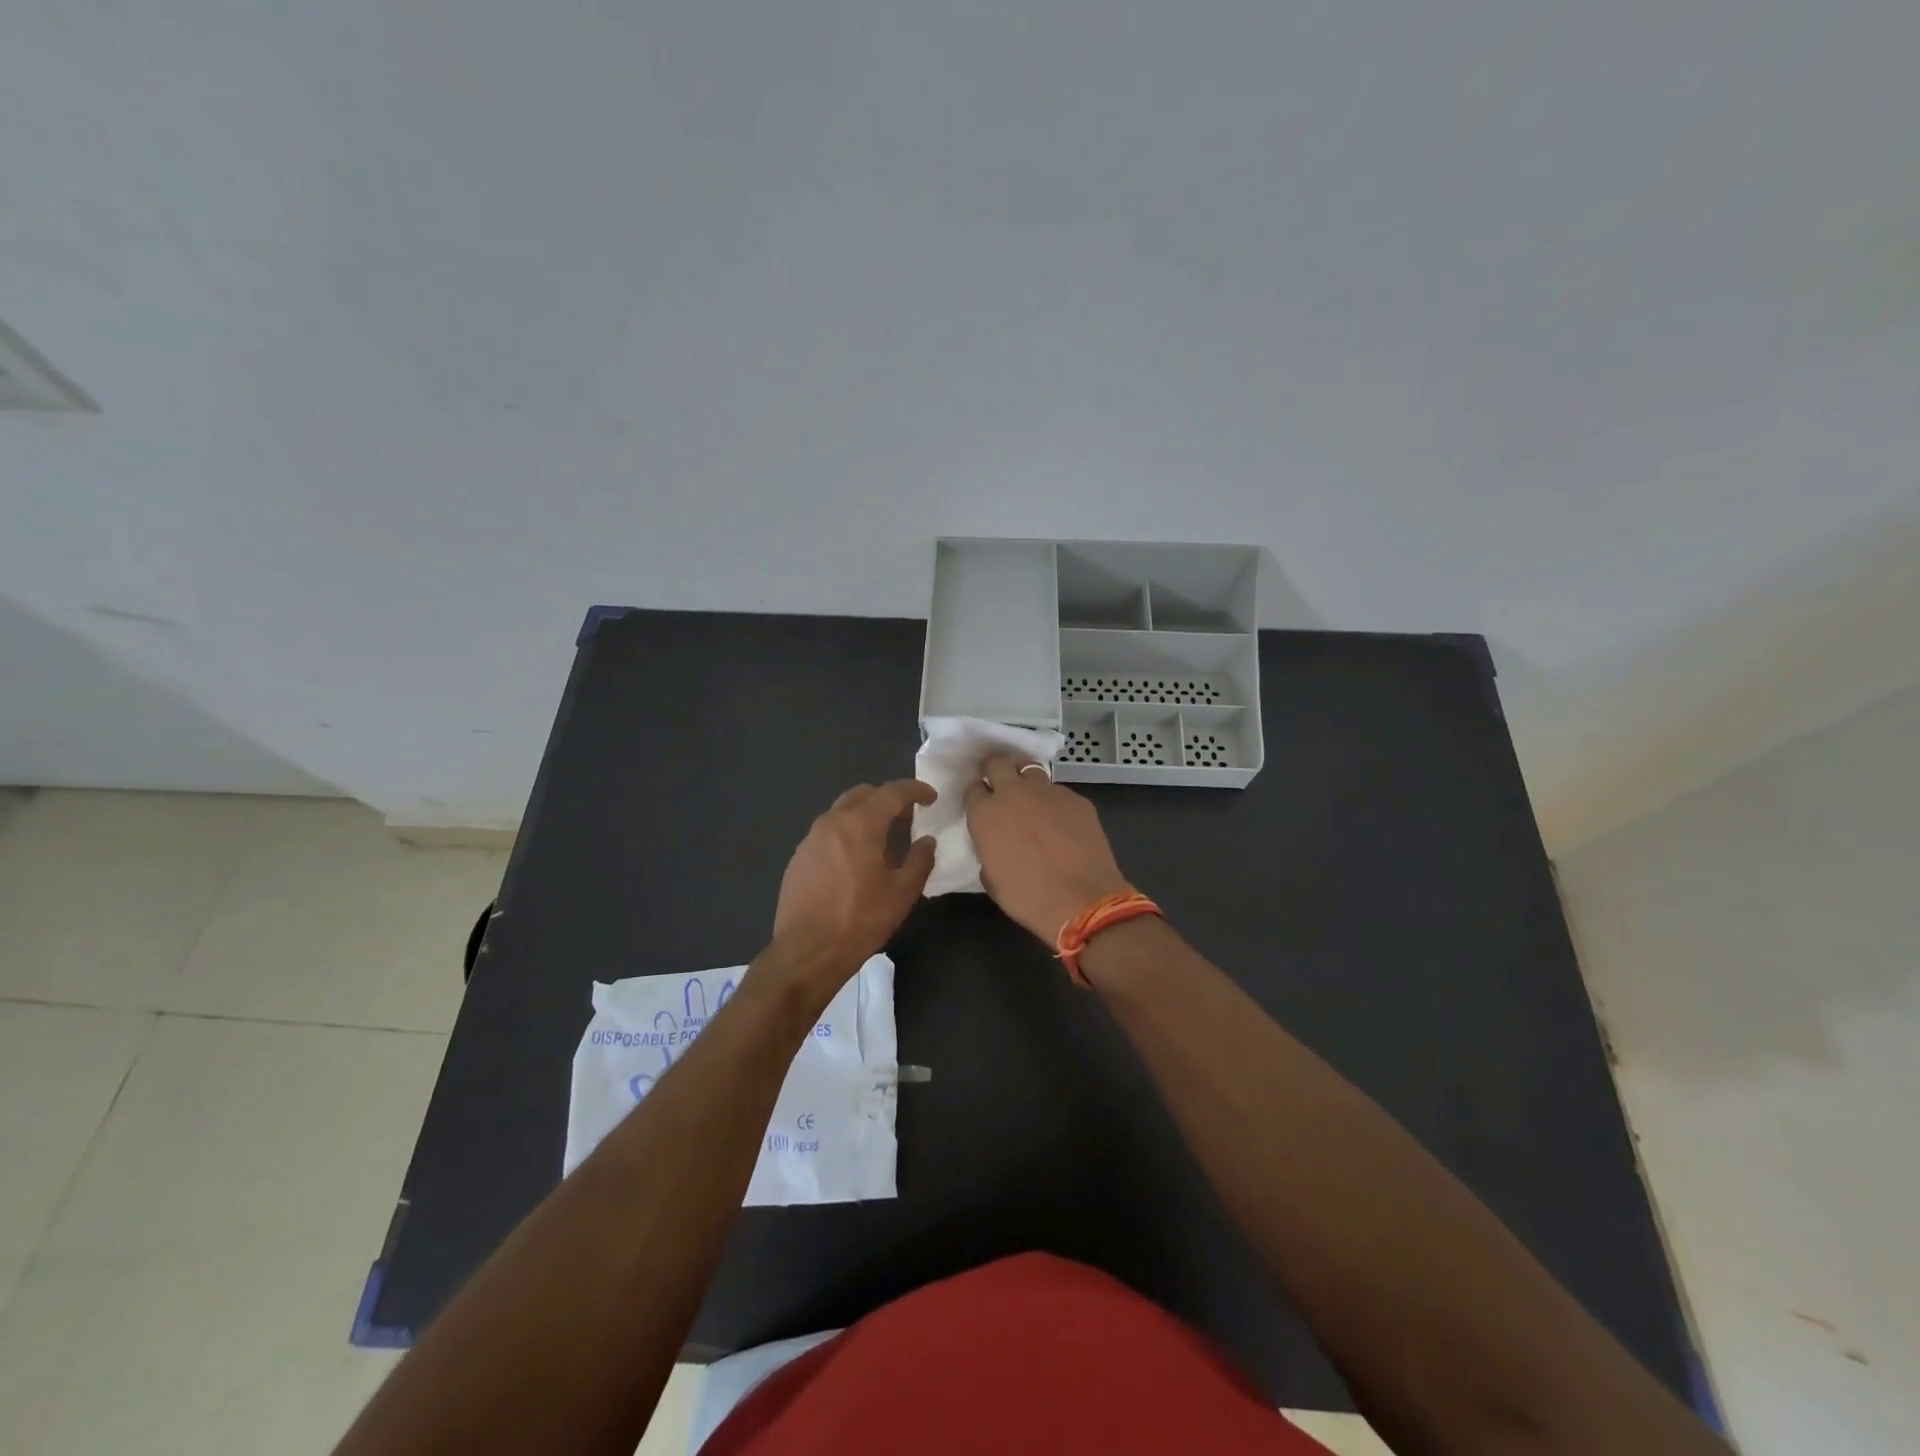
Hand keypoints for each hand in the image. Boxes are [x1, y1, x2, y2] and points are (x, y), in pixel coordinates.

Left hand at [769, 779, 936, 991]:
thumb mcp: (902, 893)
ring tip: (882, 841)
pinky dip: (847, 834)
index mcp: (860, 824)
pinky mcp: (798, 857)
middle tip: (906, 819)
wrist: (806, 952)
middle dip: (887, 799)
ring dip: (865, 816)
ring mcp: (810, 839)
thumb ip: (920, 860)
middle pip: (863, 794)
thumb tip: (926, 841)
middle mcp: (832, 822)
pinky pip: (828, 833)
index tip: (931, 797)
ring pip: (842, 811)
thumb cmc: (860, 920)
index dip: (915, 790)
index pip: (892, 792)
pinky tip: (855, 861)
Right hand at [964, 755, 1129, 944]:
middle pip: (998, 763)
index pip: (973, 788)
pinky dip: (1055, 803)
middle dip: (996, 771)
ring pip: (1030, 770)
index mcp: (986, 813)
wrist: (1082, 901)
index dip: (977, 796)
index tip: (982, 806)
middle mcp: (1014, 793)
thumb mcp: (992, 877)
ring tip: (1032, 801)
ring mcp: (1048, 792)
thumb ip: (988, 849)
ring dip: (1026, 781)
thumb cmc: (1028, 898)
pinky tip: (1063, 823)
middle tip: (1002, 788)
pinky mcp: (1077, 798)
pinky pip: (1059, 793)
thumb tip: (997, 843)